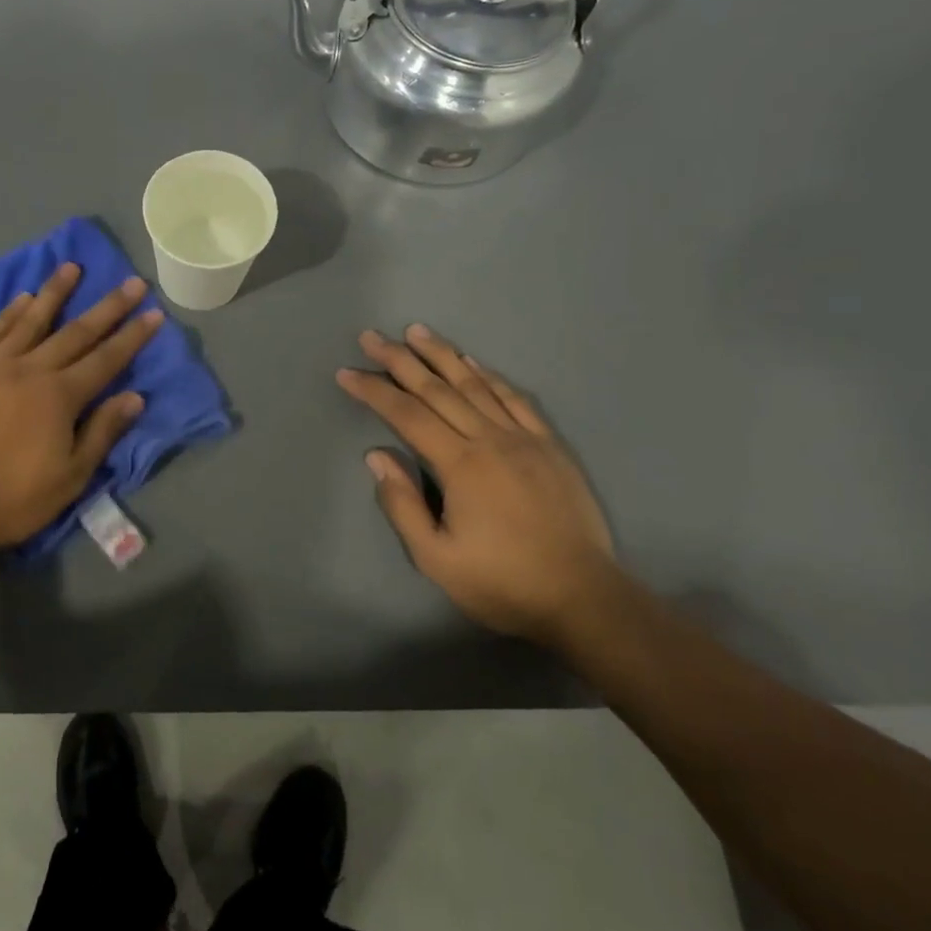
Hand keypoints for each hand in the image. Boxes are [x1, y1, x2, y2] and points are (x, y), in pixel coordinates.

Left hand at [0, 263, 163, 552]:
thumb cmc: (12, 497)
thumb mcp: (70, 476)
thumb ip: (102, 432)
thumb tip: (134, 396)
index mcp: (60, 397)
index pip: (106, 359)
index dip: (133, 336)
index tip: (154, 312)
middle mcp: (32, 370)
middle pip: (76, 332)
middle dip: (108, 307)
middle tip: (131, 281)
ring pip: (31, 320)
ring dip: (55, 292)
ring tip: (72, 266)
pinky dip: (10, 313)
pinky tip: (21, 297)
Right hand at [337, 325, 615, 643]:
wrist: (584, 599)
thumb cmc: (502, 582)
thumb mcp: (436, 558)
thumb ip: (401, 505)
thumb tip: (376, 456)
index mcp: (460, 465)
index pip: (406, 415)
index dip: (373, 391)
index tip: (346, 372)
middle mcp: (490, 440)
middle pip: (437, 389)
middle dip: (400, 360)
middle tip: (372, 336)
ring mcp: (524, 439)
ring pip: (476, 385)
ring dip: (442, 355)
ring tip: (416, 331)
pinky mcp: (550, 446)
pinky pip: (516, 399)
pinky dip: (491, 376)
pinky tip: (474, 363)